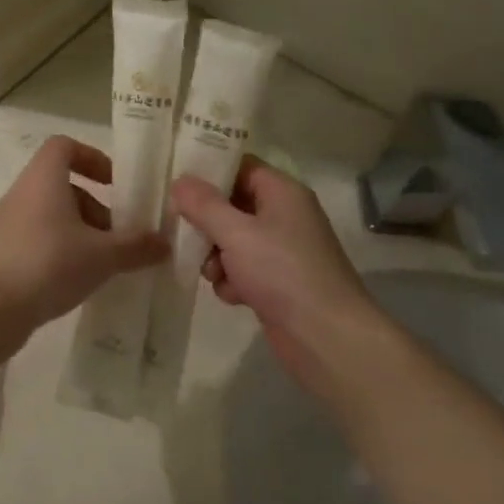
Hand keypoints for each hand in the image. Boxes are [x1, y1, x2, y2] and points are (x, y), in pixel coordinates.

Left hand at [0, 136, 167, 344]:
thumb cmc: (47, 264)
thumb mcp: (102, 255)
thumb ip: (136, 246)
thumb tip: (165, 243)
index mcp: (44, 178)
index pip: (64, 146)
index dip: (92, 158)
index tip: (116, 184)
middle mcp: (23, 193)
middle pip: (64, 185)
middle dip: (97, 207)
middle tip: (120, 236)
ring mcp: (9, 224)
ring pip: (53, 216)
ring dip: (82, 233)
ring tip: (105, 264)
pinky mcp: (3, 253)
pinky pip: (39, 240)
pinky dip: (62, 252)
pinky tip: (79, 281)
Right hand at [170, 159, 386, 409]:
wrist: (326, 336)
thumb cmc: (282, 272)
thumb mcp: (236, 233)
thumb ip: (203, 205)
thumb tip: (180, 181)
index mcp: (282, 192)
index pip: (240, 166)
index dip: (209, 172)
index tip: (177, 181)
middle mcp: (284, 215)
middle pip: (233, 205)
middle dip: (207, 223)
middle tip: (184, 233)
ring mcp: (283, 250)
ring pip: (233, 240)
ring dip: (217, 257)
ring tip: (214, 274)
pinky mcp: (278, 281)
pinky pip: (243, 269)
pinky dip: (233, 280)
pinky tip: (233, 296)